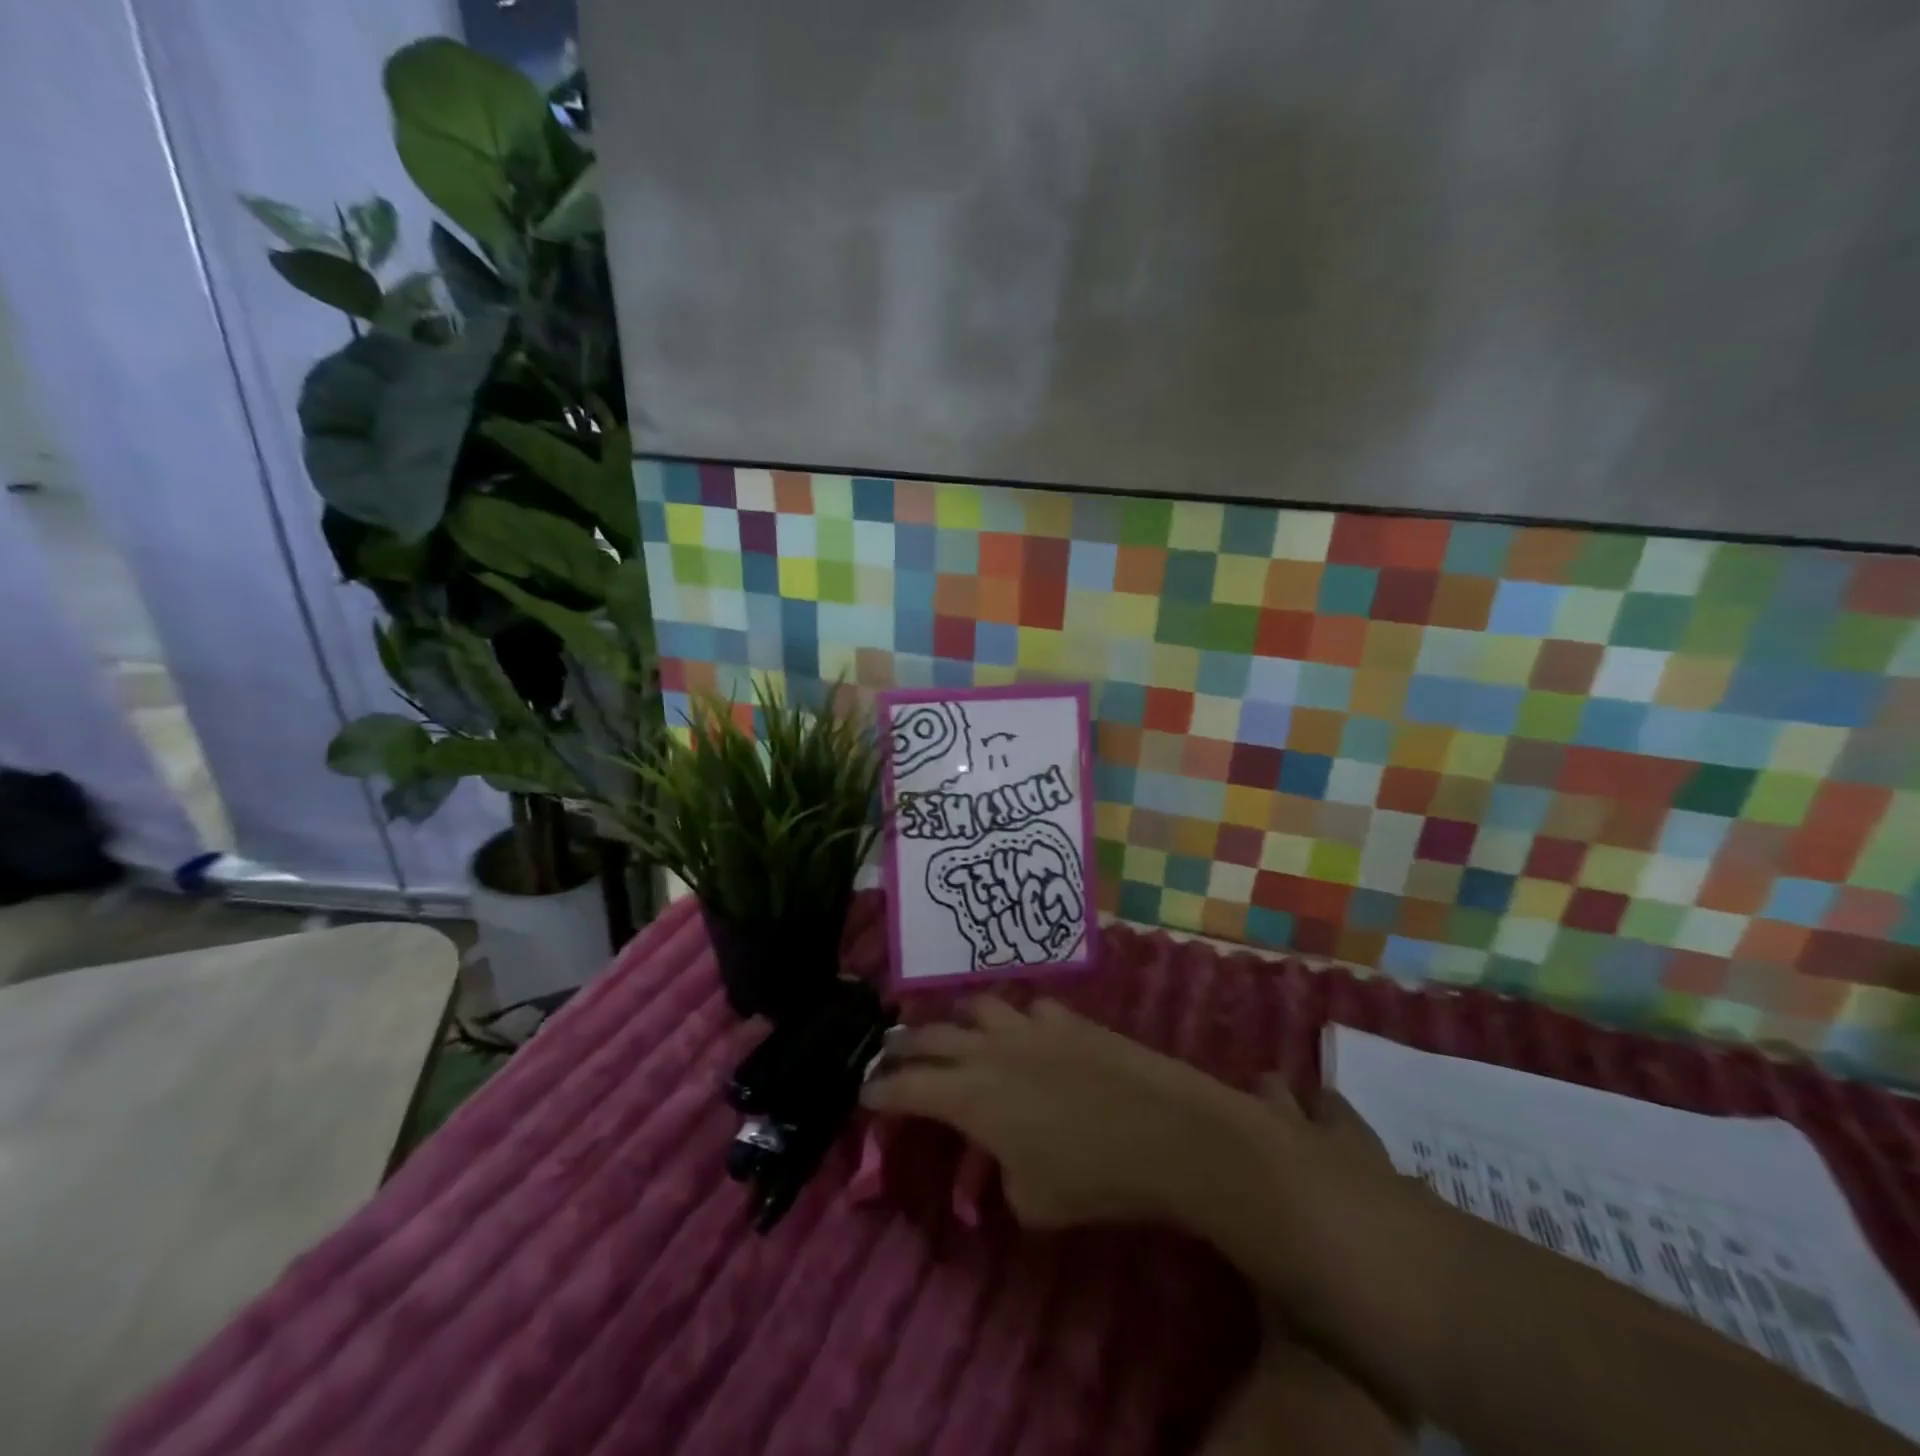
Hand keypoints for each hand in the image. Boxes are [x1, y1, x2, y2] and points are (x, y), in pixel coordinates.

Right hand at [861, 997, 1276, 1227]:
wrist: (1165, 1129)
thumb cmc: (1093, 1175)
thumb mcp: (1032, 1203)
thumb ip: (1001, 1178)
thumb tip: (1000, 1163)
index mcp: (972, 1097)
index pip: (907, 1088)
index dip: (879, 1092)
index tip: (862, 1094)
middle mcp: (991, 1051)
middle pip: (931, 1036)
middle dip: (902, 1045)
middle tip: (888, 1054)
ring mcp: (1030, 1027)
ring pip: (975, 1007)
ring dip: (956, 1021)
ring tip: (954, 1033)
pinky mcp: (1066, 1019)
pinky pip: (1027, 1010)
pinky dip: (1015, 1022)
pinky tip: (1025, 1035)